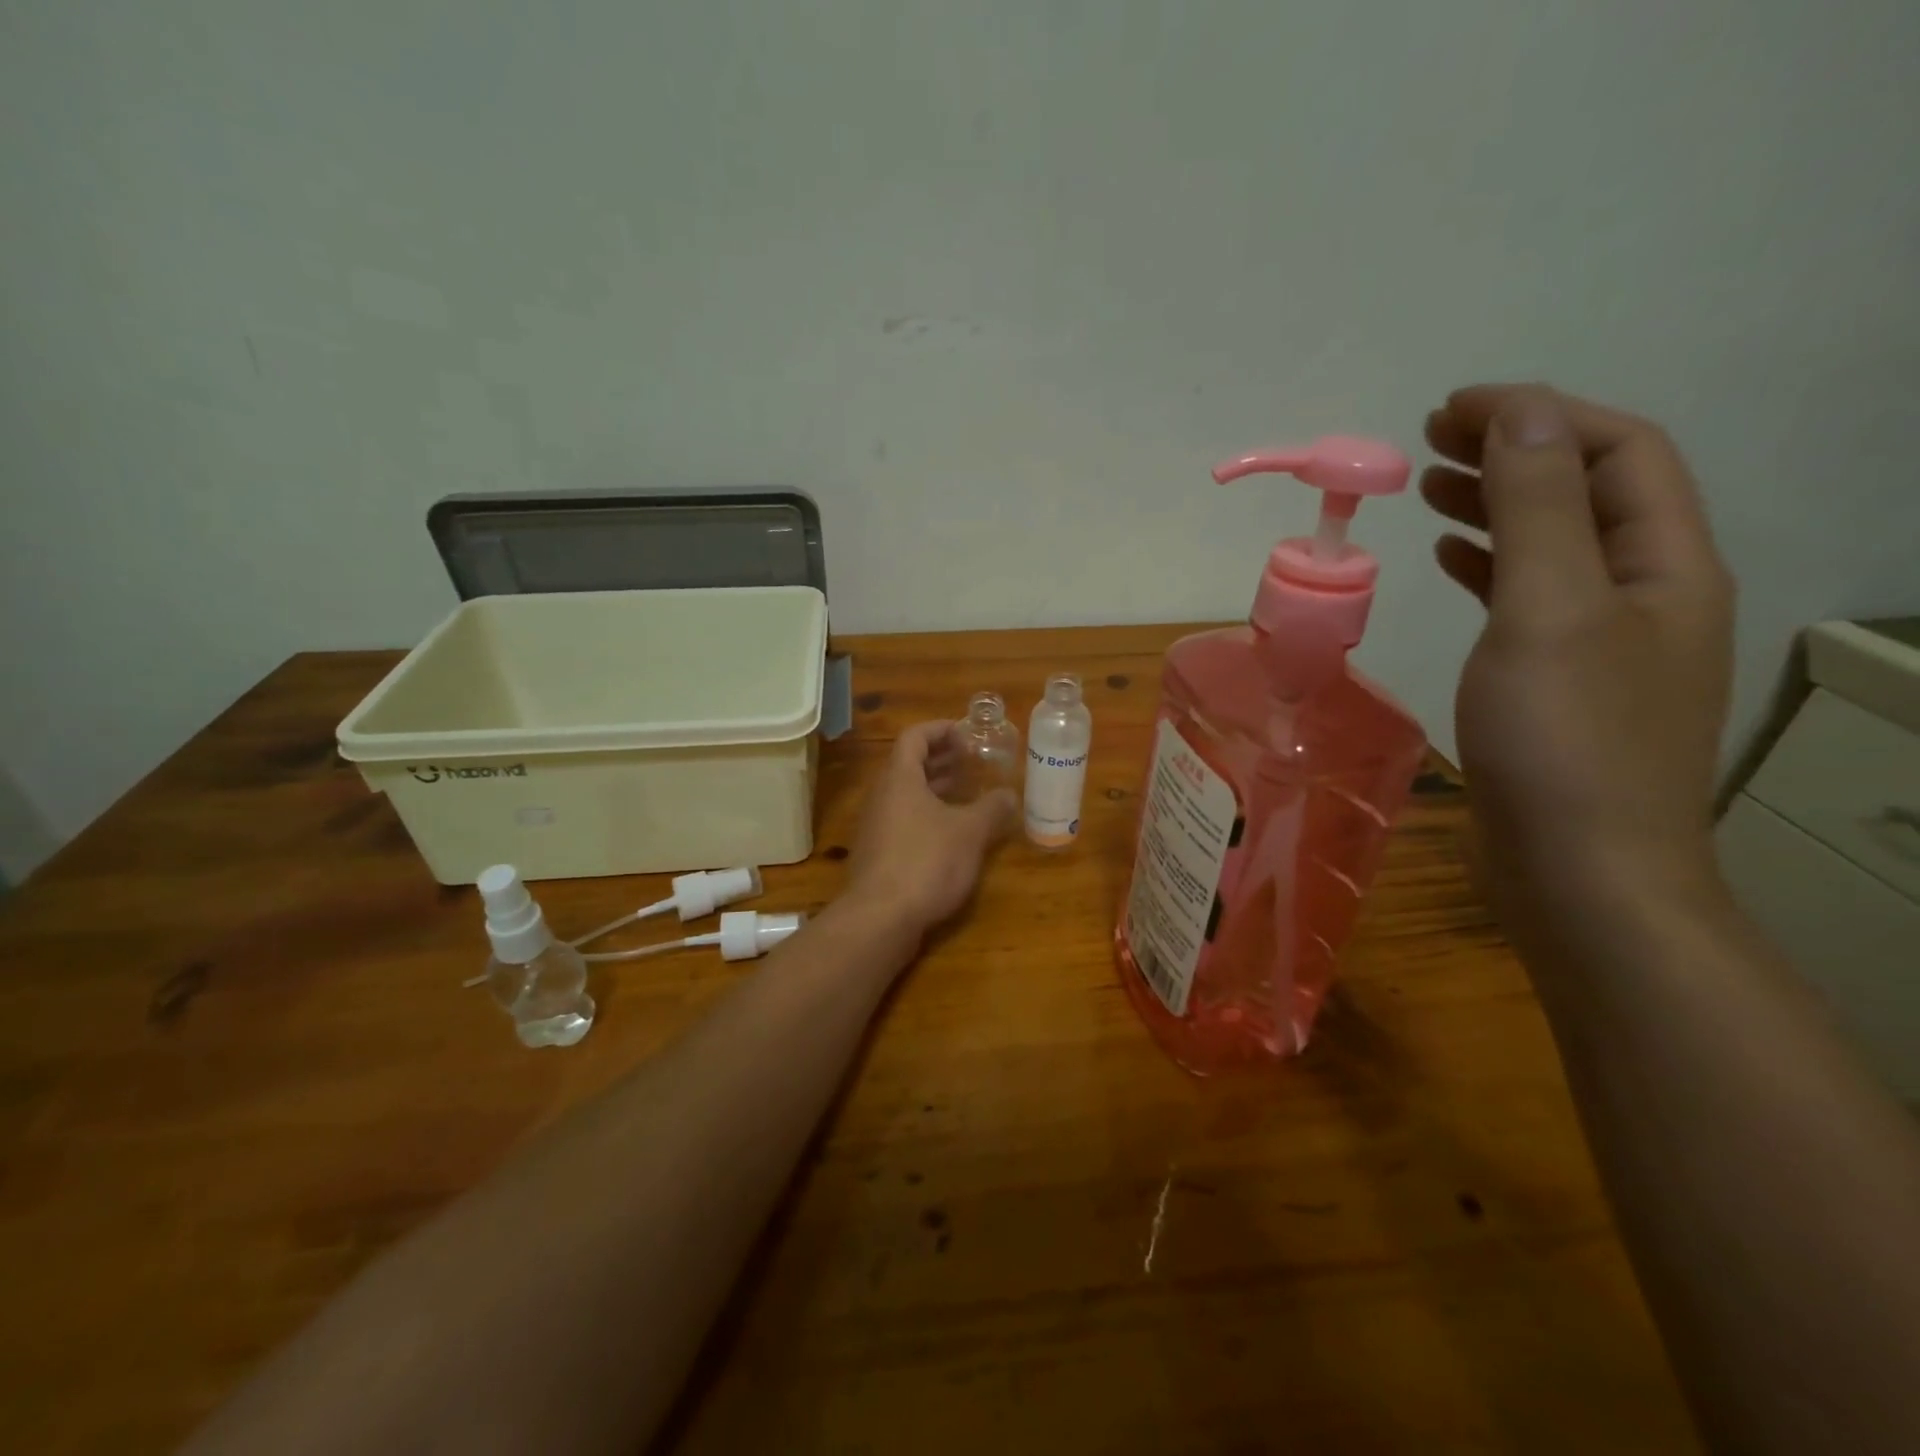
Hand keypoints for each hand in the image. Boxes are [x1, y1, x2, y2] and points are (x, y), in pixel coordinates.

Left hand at [844, 721, 1017, 938]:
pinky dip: (928, 815)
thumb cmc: (926, 861)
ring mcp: (876, 826)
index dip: (941, 730)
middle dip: (942, 759)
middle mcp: (882, 796)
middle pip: (909, 765)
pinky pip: (904, 820)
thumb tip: (1009, 794)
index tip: (968, 735)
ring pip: (907, 795)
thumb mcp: (969, 832)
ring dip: (936, 789)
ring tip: (967, 794)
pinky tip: (952, 834)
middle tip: (973, 762)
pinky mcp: (878, 854)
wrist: (880, 918)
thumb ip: (991, 809)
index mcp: (900, 778)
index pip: (915, 737)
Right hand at [1422, 385, 1734, 930]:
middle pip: (1588, 492)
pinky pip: (1528, 598)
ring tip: (1431, 490)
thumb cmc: (1563, 738)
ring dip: (1497, 505)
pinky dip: (1488, 566)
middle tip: (1431, 440)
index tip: (1452, 409)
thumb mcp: (1548, 608)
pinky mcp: (1557, 682)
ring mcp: (1602, 642)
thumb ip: (1535, 507)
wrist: (1577, 870)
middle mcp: (1647, 593)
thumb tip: (1520, 412)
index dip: (1539, 415)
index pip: (1616, 452)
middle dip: (1515, 451)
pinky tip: (1449, 562)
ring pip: (1554, 546)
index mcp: (1665, 564)